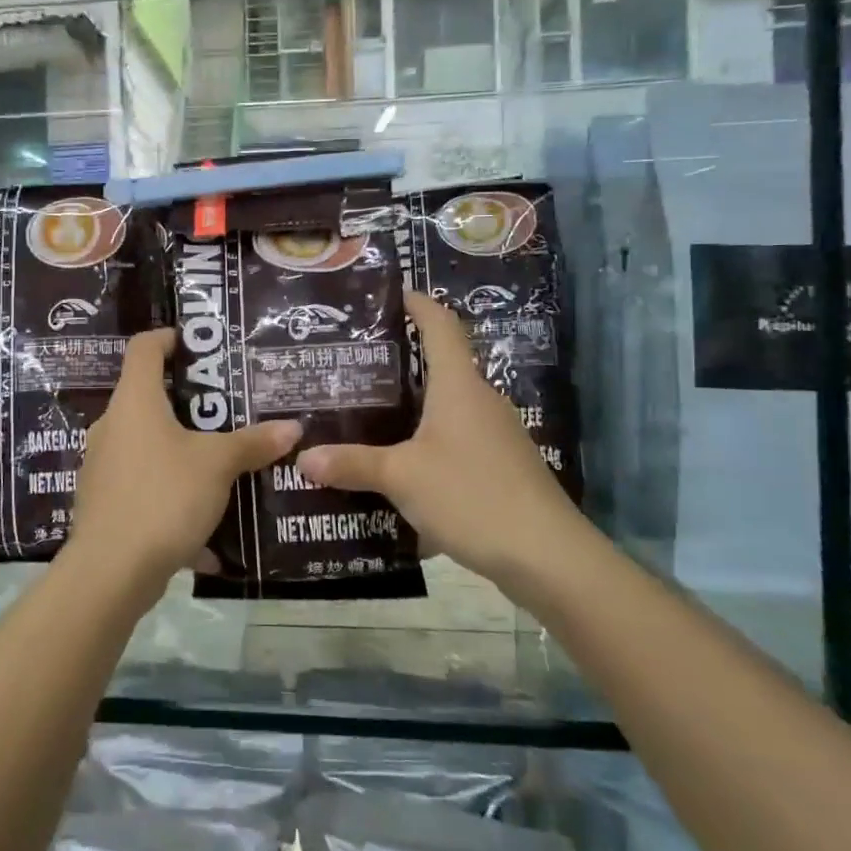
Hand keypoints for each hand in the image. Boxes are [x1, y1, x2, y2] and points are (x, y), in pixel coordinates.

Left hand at [69, 330, 300, 592]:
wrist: (111, 571)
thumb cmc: (164, 496)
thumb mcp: (217, 465)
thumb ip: (254, 443)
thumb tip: (294, 428)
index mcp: (134, 401)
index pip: (144, 348)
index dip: (169, 338)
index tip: (198, 344)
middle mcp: (112, 426)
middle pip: (147, 397)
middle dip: (188, 402)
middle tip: (228, 408)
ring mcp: (103, 465)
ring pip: (148, 445)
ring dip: (182, 450)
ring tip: (222, 461)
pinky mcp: (105, 501)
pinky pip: (145, 485)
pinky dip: (172, 493)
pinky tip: (204, 524)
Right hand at [297, 292, 585, 588]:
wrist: (548, 556)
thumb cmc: (472, 496)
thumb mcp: (402, 478)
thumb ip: (352, 464)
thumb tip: (303, 457)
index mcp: (459, 387)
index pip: (441, 327)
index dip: (419, 305)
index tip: (394, 293)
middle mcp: (481, 402)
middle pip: (441, 367)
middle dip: (401, 363)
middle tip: (354, 366)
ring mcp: (496, 436)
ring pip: (447, 408)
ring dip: (412, 409)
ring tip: (367, 416)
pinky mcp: (501, 467)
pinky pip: (455, 442)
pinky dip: (426, 444)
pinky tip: (400, 468)